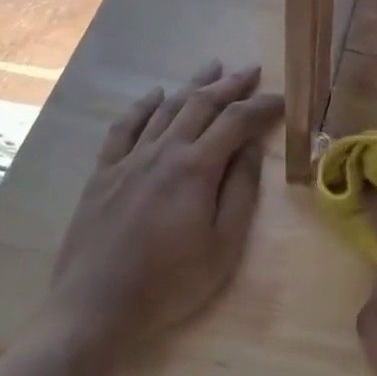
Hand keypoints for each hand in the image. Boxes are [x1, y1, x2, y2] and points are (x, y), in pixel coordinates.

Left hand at [30, 60, 282, 375]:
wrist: (95, 308)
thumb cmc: (169, 283)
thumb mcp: (222, 246)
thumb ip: (240, 192)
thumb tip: (252, 148)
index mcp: (196, 168)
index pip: (236, 122)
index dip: (261, 106)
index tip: (281, 99)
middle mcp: (163, 151)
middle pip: (201, 104)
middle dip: (229, 84)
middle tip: (250, 71)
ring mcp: (129, 159)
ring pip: (166, 109)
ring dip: (192, 85)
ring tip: (211, 67)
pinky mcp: (103, 173)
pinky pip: (124, 127)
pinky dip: (142, 106)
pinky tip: (154, 95)